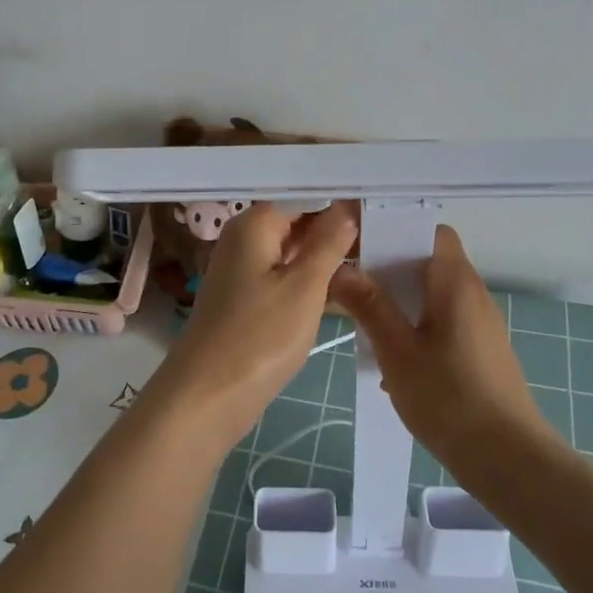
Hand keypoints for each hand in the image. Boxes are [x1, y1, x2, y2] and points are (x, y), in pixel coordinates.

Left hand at [148, 202, 358, 451]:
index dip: (341, 202)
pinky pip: (283, 277)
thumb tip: (347, 208)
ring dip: (326, 257)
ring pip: (292, 252)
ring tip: (374, 257)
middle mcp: (243, 239)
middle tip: (384, 235)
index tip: (381, 209)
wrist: (208, 396)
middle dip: (336, 229)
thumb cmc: (260, 335)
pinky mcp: (246, 300)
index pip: (305, 197)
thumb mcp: (304, 287)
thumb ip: (328, 243)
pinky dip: (309, 280)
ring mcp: (242, 270)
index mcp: (254, 224)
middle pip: (297, 222)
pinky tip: (343, 288)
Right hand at [328, 224, 556, 474]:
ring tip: (365, 321)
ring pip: (434, 294)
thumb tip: (340, 268)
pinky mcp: (481, 350)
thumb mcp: (397, 351)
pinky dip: (416, 326)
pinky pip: (443, 321)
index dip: (396, 229)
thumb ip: (369, 306)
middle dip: (389, 268)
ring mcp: (480, 324)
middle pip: (429, 261)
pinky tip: (393, 360)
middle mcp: (473, 294)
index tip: (359, 241)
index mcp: (455, 282)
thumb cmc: (450, 398)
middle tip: (351, 282)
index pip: (430, 231)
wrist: (509, 459)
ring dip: (400, 301)